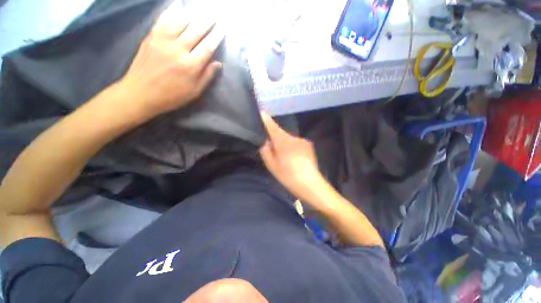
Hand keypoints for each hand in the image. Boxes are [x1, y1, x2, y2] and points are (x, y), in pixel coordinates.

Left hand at [118, 2, 223, 119]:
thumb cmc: (172, 96)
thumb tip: (218, 63)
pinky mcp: (151, 36)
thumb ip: (207, 76)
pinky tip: (179, 5)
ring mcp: (163, 40)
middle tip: (215, 16)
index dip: (216, 37)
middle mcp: (178, 49)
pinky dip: (172, 11)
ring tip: (201, 11)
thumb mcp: (194, 91)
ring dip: (193, 15)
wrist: (141, 92)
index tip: (223, 29)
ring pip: (181, 22)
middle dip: (207, 22)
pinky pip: (163, 19)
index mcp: (191, 66)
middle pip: (196, 31)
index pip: (207, 47)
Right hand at [259, 113, 324, 200]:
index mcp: (283, 141)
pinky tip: (295, 160)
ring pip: (289, 140)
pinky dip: (293, 148)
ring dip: (285, 145)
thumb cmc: (288, 176)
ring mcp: (303, 141)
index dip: (266, 120)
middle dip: (276, 139)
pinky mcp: (309, 146)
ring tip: (286, 159)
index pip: (272, 127)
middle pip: (281, 134)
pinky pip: (296, 144)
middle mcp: (294, 137)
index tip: (262, 113)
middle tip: (273, 152)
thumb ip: (266, 150)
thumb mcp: (272, 165)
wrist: (311, 184)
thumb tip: (266, 141)